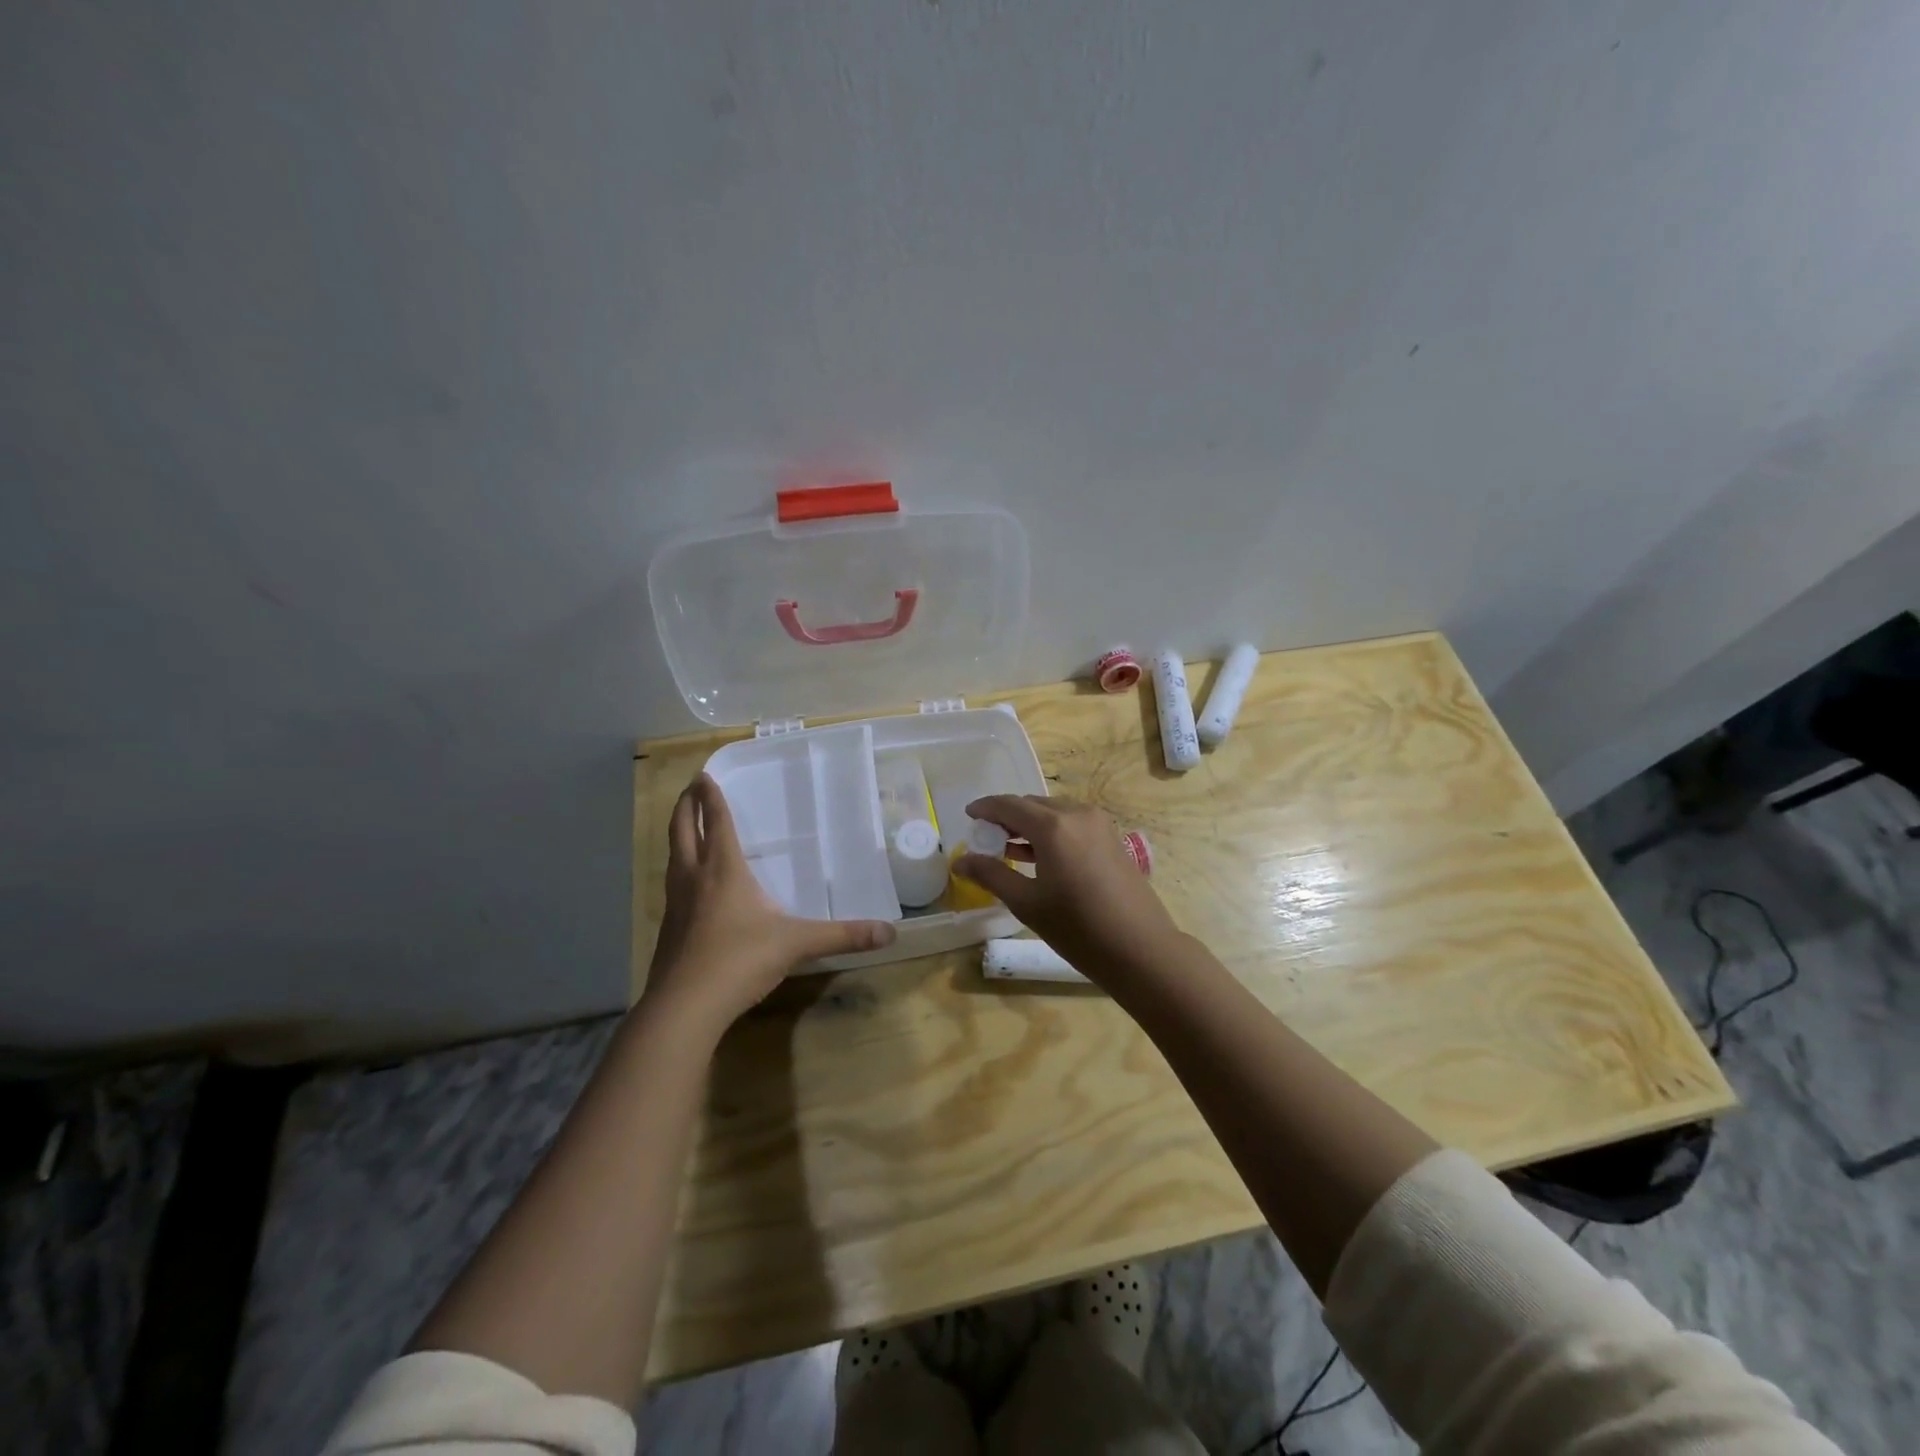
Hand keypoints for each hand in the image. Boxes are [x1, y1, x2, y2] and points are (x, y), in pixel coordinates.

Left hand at [644, 775, 895, 1032]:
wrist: (685, 1007)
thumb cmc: (740, 960)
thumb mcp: (797, 944)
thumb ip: (843, 935)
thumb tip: (890, 932)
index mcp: (723, 869)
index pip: (716, 822)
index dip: (711, 797)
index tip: (704, 775)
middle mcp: (694, 878)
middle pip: (682, 830)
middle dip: (685, 806)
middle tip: (690, 788)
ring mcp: (675, 904)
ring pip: (673, 856)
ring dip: (678, 834)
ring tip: (685, 827)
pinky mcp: (668, 928)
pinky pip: (672, 884)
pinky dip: (678, 868)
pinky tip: (688, 884)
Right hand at [954, 795, 1179, 973]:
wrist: (1141, 949)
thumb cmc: (1078, 928)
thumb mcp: (1027, 903)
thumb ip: (991, 875)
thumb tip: (960, 862)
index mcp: (1053, 826)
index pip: (1009, 805)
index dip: (985, 808)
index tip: (968, 816)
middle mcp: (1077, 814)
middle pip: (1033, 805)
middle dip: (1007, 817)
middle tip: (985, 837)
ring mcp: (1099, 825)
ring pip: (1054, 814)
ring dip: (1029, 825)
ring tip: (1007, 848)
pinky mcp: (1112, 838)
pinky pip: (1072, 825)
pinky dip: (1051, 833)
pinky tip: (1038, 856)